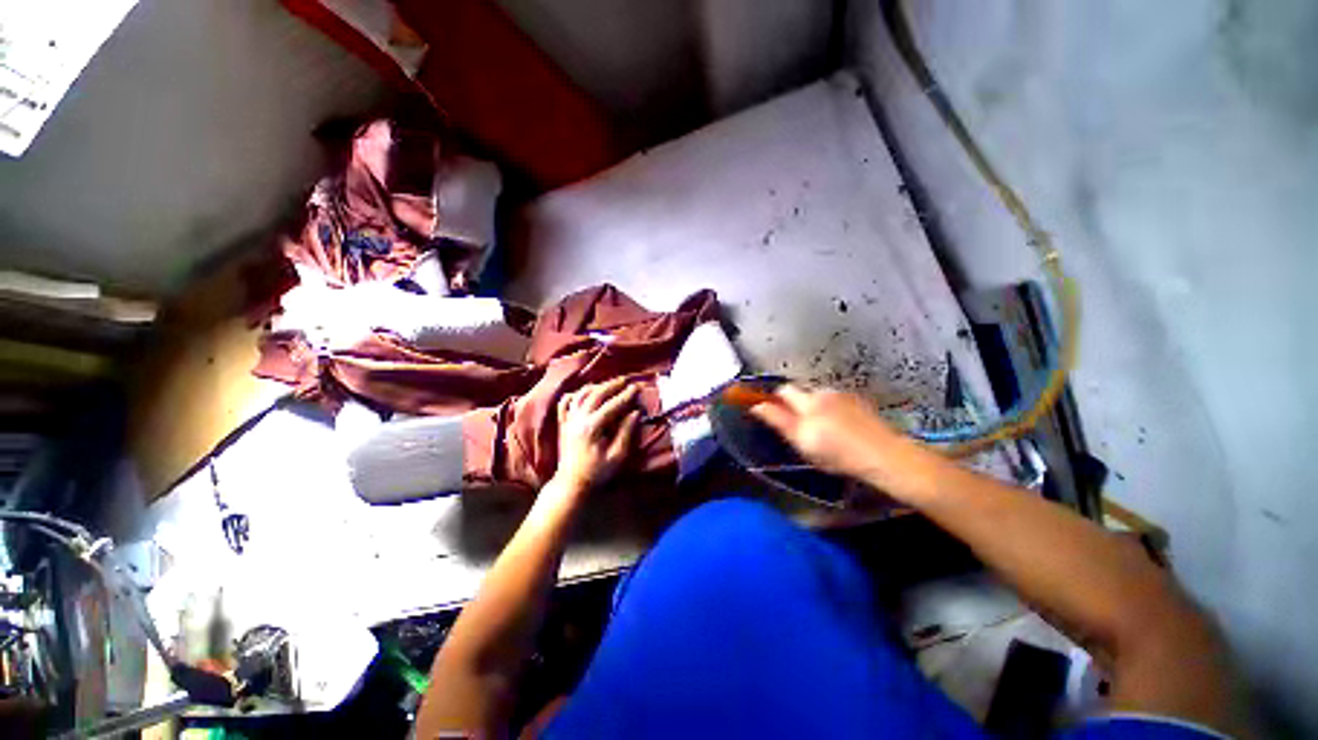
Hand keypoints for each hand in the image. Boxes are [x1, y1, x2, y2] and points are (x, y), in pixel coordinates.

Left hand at [555, 378, 641, 492]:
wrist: (571, 483)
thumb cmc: (597, 472)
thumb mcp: (617, 456)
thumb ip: (626, 432)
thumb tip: (635, 413)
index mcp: (592, 427)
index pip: (612, 405)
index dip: (626, 395)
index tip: (636, 387)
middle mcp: (578, 419)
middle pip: (596, 394)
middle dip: (612, 385)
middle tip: (625, 380)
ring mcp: (568, 420)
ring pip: (581, 395)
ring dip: (596, 386)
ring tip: (609, 384)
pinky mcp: (563, 423)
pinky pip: (566, 402)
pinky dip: (575, 394)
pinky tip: (584, 392)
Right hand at [749, 385, 904, 478]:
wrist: (885, 456)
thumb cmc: (839, 454)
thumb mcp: (803, 443)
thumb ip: (778, 421)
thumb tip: (757, 406)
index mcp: (808, 402)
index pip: (783, 390)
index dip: (775, 399)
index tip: (773, 411)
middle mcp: (824, 393)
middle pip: (801, 393)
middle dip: (796, 406)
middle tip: (800, 428)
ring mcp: (843, 395)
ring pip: (819, 397)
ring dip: (815, 408)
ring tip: (824, 431)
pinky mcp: (858, 400)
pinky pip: (835, 401)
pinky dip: (832, 410)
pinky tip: (840, 428)